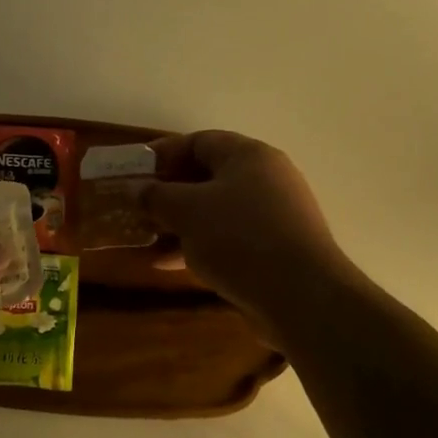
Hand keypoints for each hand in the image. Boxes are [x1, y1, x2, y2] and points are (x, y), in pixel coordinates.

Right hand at [142, 130, 367, 340]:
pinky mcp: (276, 248)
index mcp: (249, 156)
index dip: (163, 154)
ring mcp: (274, 215)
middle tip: (138, 207)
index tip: (135, 172)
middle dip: (169, 192)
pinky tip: (170, 264)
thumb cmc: (239, 238)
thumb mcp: (187, 211)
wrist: (302, 296)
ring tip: (148, 238)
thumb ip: (157, 196)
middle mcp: (266, 178)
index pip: (199, 141)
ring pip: (216, 210)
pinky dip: (200, 245)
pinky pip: (230, 237)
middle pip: (208, 176)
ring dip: (180, 222)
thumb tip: (137, 189)